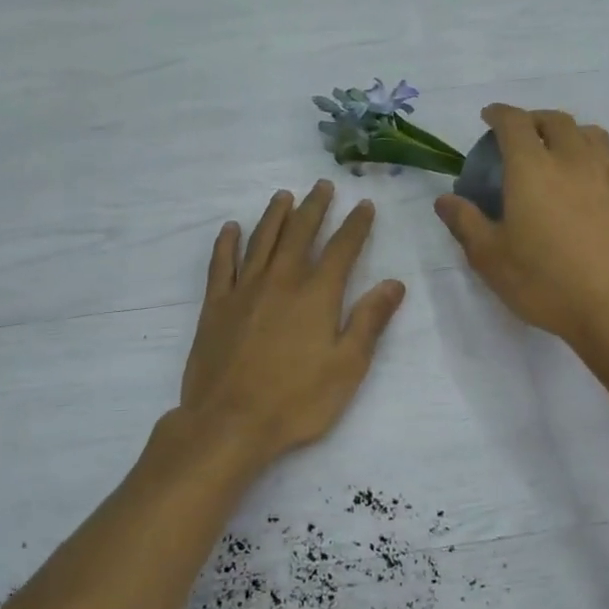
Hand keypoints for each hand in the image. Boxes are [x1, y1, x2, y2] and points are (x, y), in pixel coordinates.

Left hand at [179, 182, 406, 466]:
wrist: (229, 422)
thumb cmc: (296, 400)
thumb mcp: (347, 366)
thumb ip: (369, 321)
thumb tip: (393, 283)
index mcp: (317, 294)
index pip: (342, 249)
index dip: (355, 225)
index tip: (364, 205)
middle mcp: (281, 281)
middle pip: (299, 233)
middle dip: (314, 207)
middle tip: (322, 185)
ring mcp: (244, 290)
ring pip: (261, 240)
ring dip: (274, 215)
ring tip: (283, 196)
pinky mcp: (216, 306)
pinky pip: (221, 264)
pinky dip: (227, 243)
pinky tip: (231, 228)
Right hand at [435, 105, 608, 352]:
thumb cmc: (546, 283)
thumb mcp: (491, 259)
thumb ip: (466, 223)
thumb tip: (445, 200)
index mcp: (532, 168)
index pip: (514, 123)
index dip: (499, 114)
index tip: (489, 117)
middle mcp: (574, 160)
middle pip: (556, 121)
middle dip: (535, 120)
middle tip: (523, 136)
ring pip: (592, 135)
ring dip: (571, 135)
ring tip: (561, 154)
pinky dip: (601, 165)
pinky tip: (597, 188)